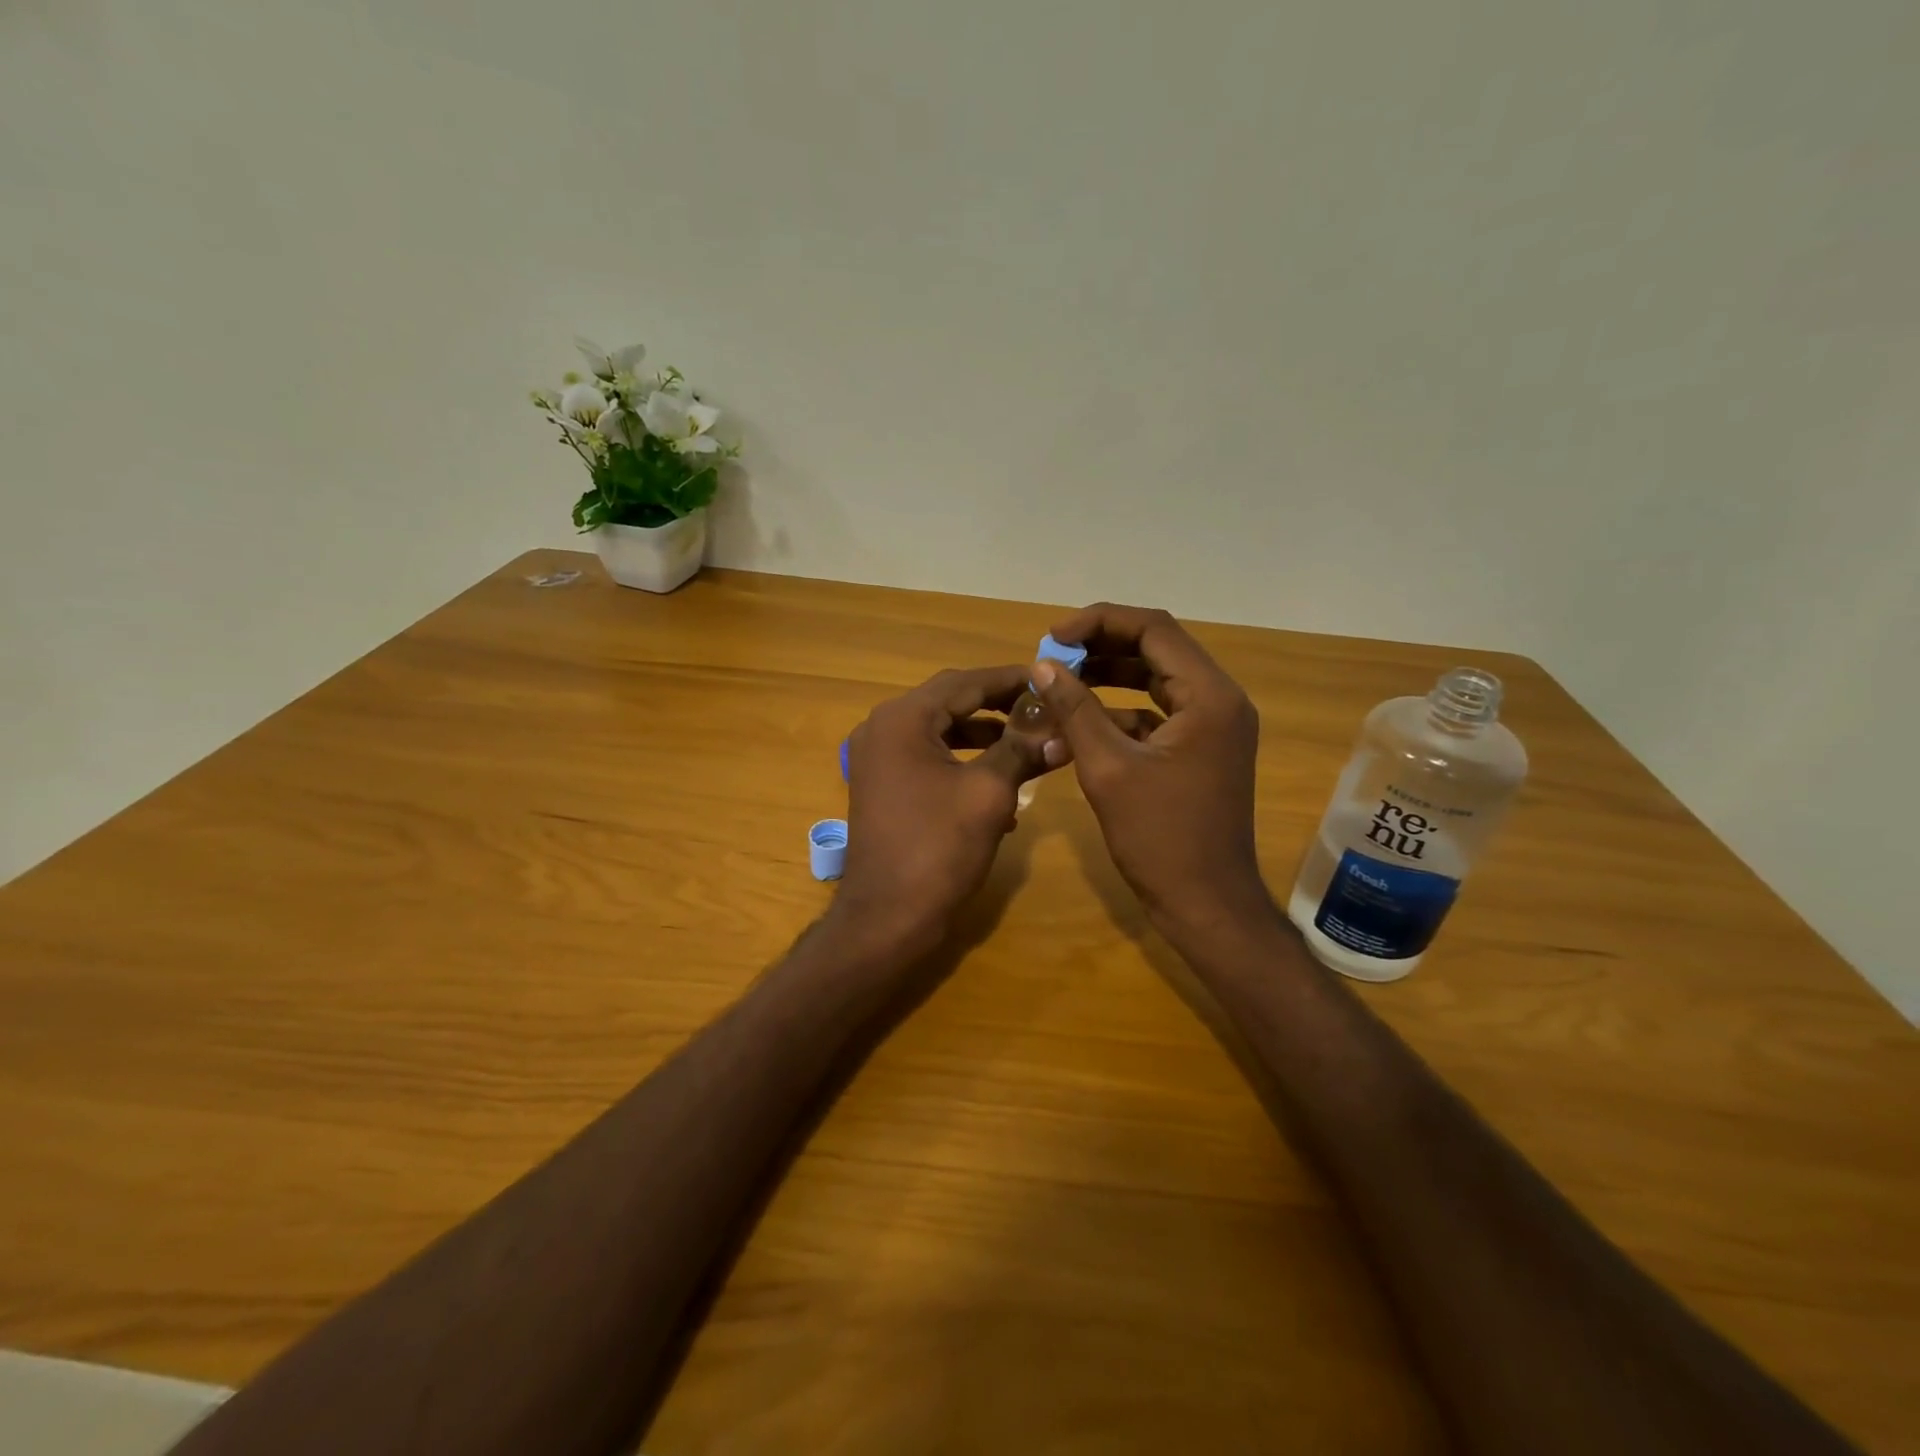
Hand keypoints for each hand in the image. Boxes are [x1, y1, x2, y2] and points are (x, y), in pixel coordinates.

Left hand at [837, 666, 1053, 955]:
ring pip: (941, 732)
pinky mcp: (883, 785)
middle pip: (950, 702)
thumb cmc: (938, 848)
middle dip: (999, 706)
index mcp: (903, 719)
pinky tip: (1000, 787)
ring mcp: (878, 758)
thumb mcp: (989, 794)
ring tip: (1030, 743)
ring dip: (985, 736)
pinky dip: (963, 763)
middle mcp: (883, 728)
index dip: (1011, 679)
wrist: (887, 917)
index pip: (965, 682)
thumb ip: (1023, 750)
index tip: (1049, 679)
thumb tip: (1062, 728)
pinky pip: (928, 758)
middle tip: (1043, 708)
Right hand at [1031, 604, 1266, 933]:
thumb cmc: (1160, 837)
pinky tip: (1080, 722)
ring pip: (1155, 680)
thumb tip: (1043, 666)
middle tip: (1051, 656)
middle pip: (1157, 649)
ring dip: (1108, 676)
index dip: (1099, 623)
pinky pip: (1157, 713)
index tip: (1052, 637)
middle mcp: (1219, 700)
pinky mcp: (1200, 750)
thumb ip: (1075, 709)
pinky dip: (1120, 711)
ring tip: (1059, 681)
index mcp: (1209, 696)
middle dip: (1101, 646)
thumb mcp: (1108, 769)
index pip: (1153, 630)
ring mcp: (1212, 726)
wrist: (1205, 903)